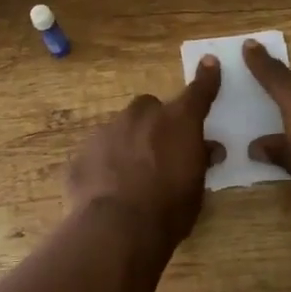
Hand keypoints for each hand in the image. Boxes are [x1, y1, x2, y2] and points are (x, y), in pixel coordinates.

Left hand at [66, 58, 224, 248]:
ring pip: (120, 128)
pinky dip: (104, 164)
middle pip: (149, 107)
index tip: (209, 62)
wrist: (115, 229)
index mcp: (177, 122)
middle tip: (159, 150)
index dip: (206, 78)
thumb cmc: (168, 210)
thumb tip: (209, 148)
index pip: (197, 93)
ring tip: (130, 176)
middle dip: (154, 123)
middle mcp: (141, 116)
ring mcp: (107, 131)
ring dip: (127, 143)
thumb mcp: (196, 188)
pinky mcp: (81, 153)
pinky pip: (98, 153)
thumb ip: (199, 162)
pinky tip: (106, 190)